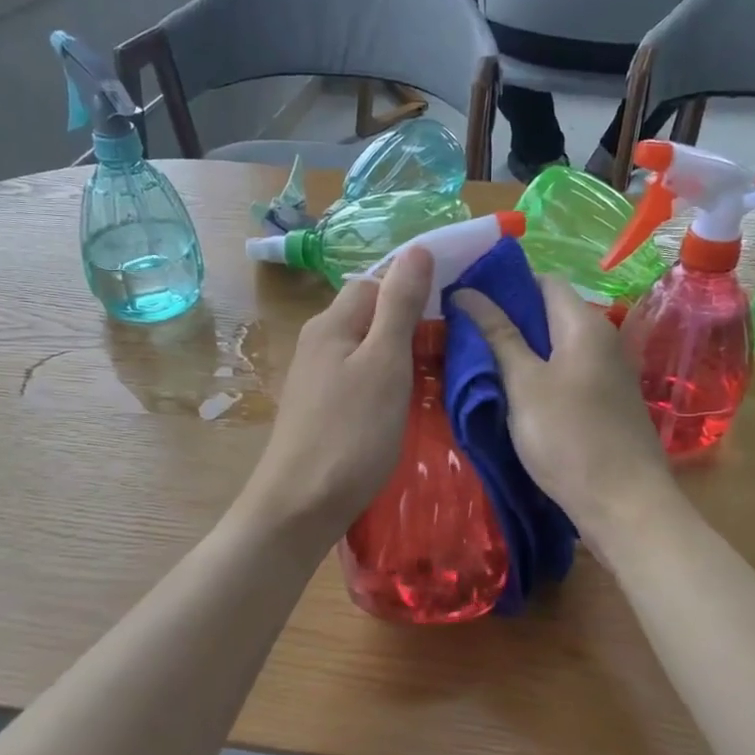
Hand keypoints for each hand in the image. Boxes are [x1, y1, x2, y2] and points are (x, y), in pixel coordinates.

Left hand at [241, 248, 433, 548]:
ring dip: (401, 356)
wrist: (300, 506)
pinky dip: (386, 383)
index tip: (454, 308)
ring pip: (367, 349)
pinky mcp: (321, 409)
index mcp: (331, 323)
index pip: (376, 281)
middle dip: (411, 323)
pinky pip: (360, 379)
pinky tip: (405, 403)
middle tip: (453, 347)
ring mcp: (316, 378)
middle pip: (370, 315)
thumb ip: (400, 306)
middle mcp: (318, 342)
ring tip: (437, 375)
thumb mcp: (385, 362)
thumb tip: (417, 249)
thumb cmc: (350, 433)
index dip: (414, 288)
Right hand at [452, 277, 678, 558]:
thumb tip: (466, 292)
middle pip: (550, 313)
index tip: (465, 296)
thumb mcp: (523, 384)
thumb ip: (497, 335)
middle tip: (460, 330)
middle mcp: (602, 339)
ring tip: (475, 359)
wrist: (624, 505)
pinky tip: (508, 391)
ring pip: (555, 346)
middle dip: (506, 317)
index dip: (504, 283)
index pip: (543, 281)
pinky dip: (537, 374)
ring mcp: (607, 373)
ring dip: (519, 349)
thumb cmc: (569, 438)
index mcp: (585, 325)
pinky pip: (565, 373)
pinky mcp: (604, 402)